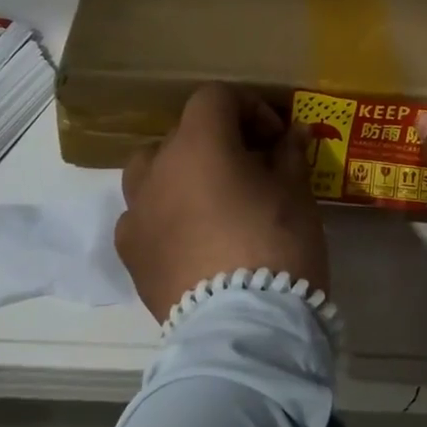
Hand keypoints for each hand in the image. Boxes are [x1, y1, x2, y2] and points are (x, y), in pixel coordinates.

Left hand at [115, 84, 328, 324]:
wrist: (244, 328)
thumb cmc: (277, 245)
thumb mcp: (296, 193)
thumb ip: (289, 154)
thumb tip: (291, 135)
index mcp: (198, 144)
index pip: (215, 98)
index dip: (249, 108)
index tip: (275, 138)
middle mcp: (157, 169)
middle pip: (183, 134)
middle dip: (218, 142)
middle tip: (252, 169)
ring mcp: (136, 213)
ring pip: (151, 171)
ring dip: (180, 173)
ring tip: (211, 199)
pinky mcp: (130, 254)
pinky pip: (141, 216)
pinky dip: (163, 215)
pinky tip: (188, 238)